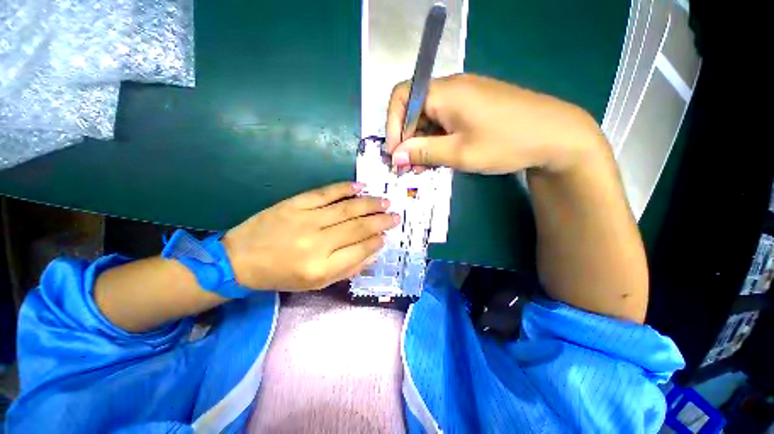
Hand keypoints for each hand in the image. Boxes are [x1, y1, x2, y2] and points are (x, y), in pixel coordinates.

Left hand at [222, 182, 399, 290]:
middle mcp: (317, 243)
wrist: (240, 259)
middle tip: (395, 216)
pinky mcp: (295, 204)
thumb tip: (373, 251)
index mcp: (321, 268)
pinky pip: (325, 193)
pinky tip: (360, 187)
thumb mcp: (316, 283)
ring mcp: (306, 220)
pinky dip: (345, 189)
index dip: (377, 241)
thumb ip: (348, 268)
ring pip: (347, 209)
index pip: (360, 250)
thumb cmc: (281, 275)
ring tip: (385, 201)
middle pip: (358, 227)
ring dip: (370, 204)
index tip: (387, 235)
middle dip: (381, 221)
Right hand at [386, 74, 605, 174]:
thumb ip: (423, 152)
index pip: (402, 97)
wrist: (555, 135)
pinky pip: (445, 121)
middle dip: (407, 139)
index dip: (392, 125)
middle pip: (415, 109)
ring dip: (422, 142)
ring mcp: (464, 97)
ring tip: (423, 167)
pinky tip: (440, 157)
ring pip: (430, 118)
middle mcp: (451, 88)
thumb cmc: (505, 142)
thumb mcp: (459, 153)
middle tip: (408, 167)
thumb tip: (395, 155)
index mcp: (445, 92)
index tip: (395, 153)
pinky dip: (437, 140)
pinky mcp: (473, 107)